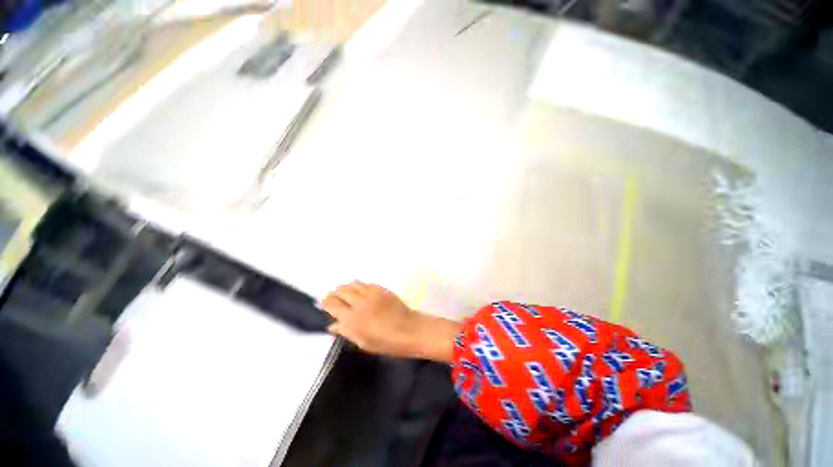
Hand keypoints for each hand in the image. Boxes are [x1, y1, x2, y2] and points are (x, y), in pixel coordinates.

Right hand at [321, 281, 460, 361]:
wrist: (409, 330)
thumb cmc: (386, 342)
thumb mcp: (363, 343)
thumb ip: (346, 332)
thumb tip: (332, 326)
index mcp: (352, 319)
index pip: (332, 304)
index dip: (326, 302)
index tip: (325, 303)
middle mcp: (359, 303)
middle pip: (341, 290)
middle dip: (336, 293)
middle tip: (336, 299)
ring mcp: (372, 293)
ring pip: (353, 284)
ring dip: (348, 288)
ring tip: (349, 295)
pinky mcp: (382, 289)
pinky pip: (366, 283)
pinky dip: (361, 286)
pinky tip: (363, 292)